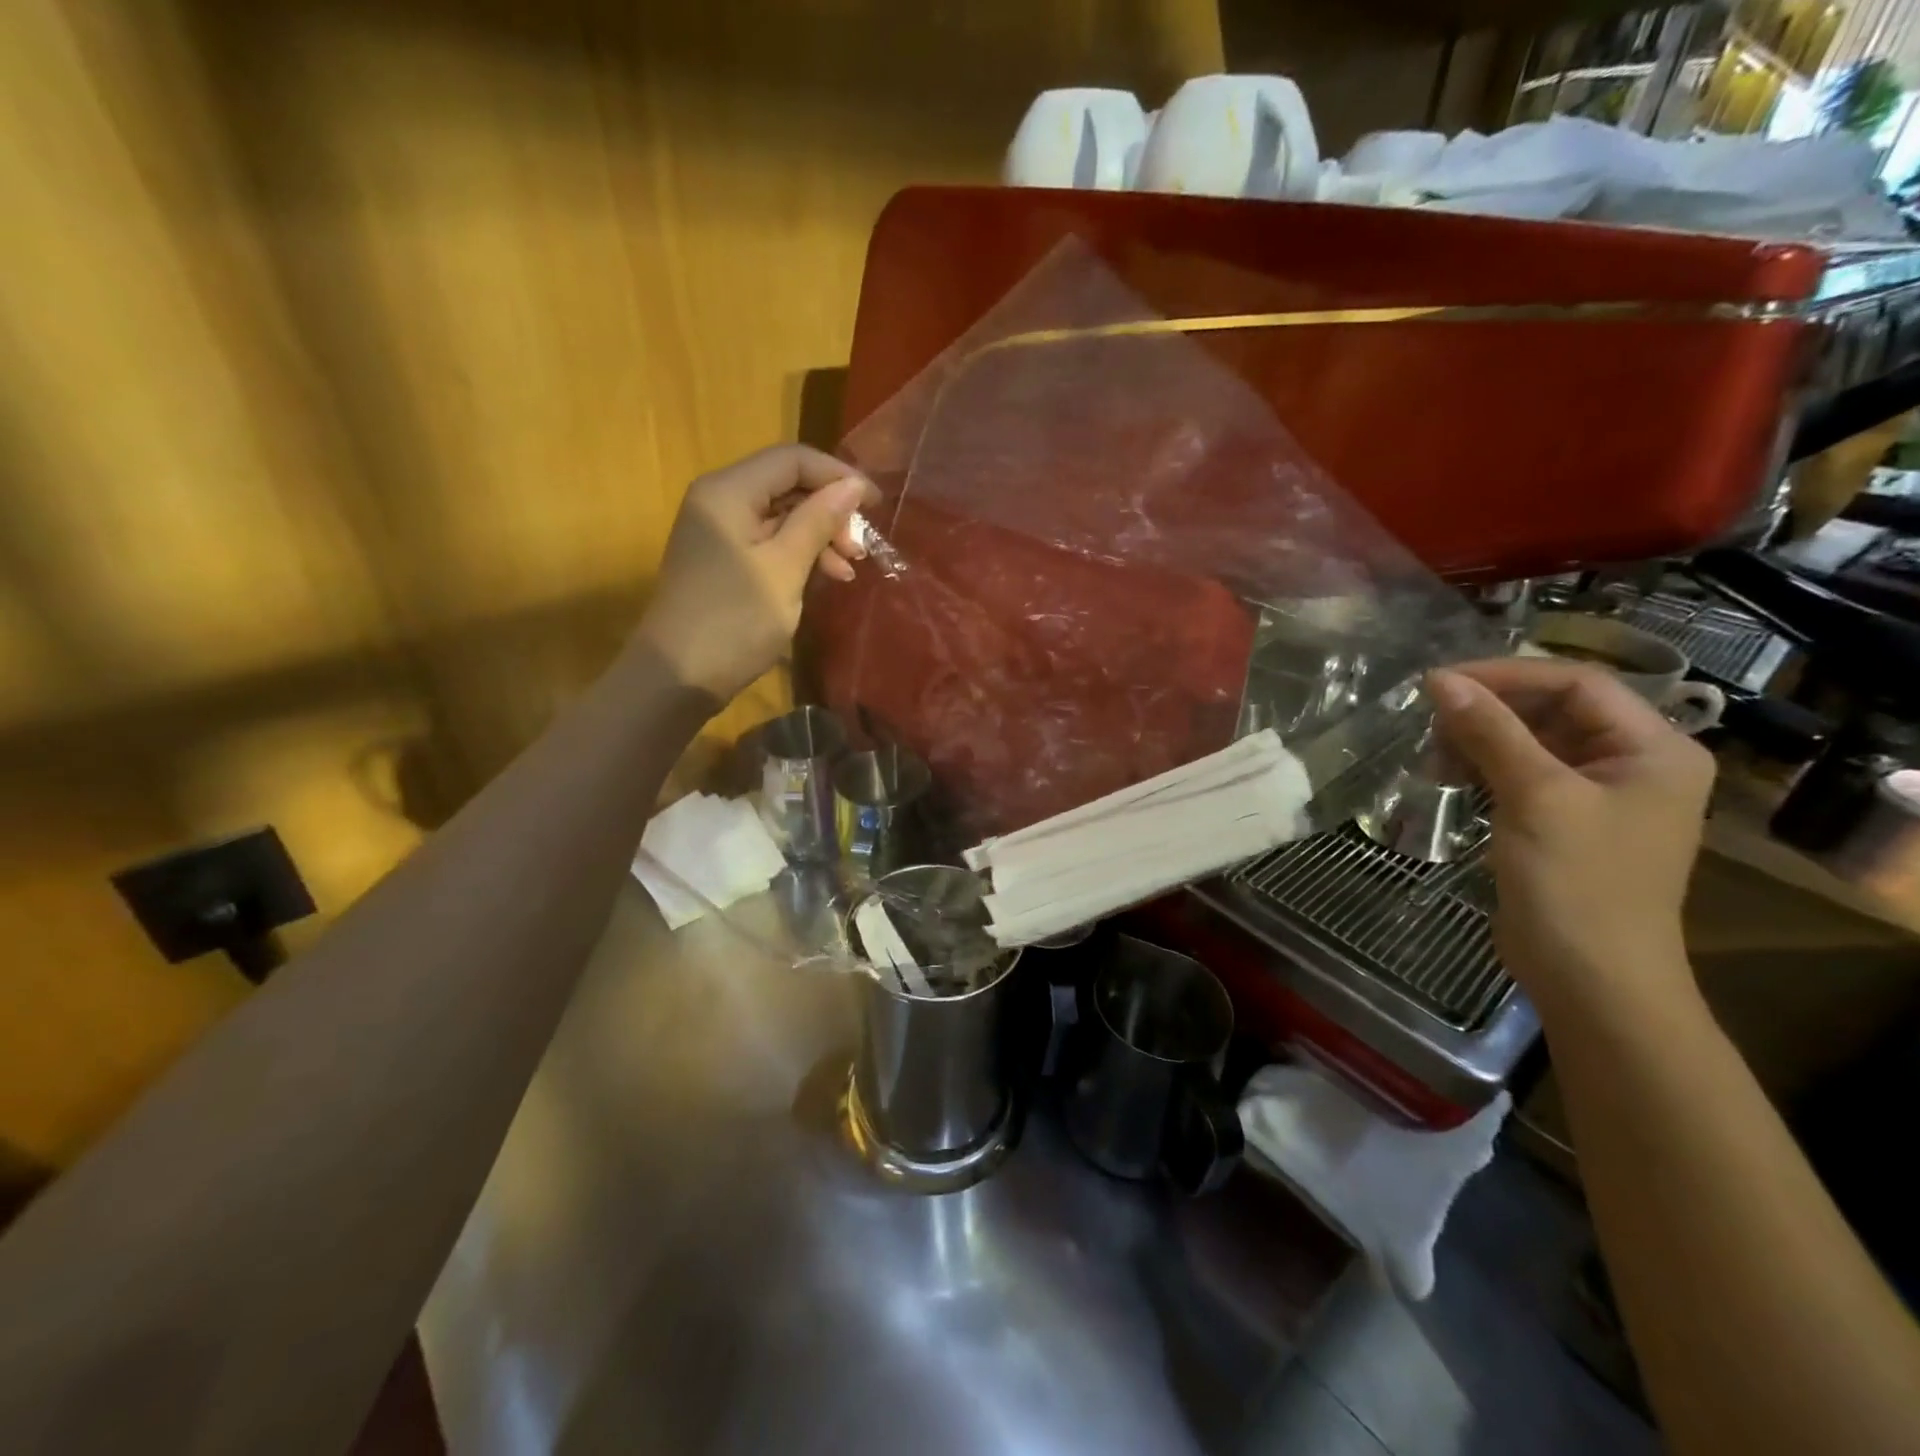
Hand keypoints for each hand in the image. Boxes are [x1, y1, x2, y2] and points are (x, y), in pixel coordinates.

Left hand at [635, 445, 877, 700]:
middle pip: (787, 485)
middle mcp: (720, 500)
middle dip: (830, 511)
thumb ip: (818, 521)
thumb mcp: (785, 569)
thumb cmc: (735, 620)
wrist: (678, 676)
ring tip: (849, 568)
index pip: (792, 459)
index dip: (838, 475)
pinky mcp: (723, 560)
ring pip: (781, 516)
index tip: (876, 505)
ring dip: (819, 536)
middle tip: (861, 547)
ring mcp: (719, 532)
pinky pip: (769, 542)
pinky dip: (799, 554)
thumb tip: (852, 486)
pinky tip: (825, 577)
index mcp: (729, 491)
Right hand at [1428, 658, 1715, 1019]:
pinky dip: (1481, 768)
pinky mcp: (1563, 821)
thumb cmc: (1578, 883)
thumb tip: (1440, 680)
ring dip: (1478, 740)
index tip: (1439, 683)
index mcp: (1654, 749)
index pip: (1577, 683)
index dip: (1507, 675)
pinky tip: (1445, 777)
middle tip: (1428, 720)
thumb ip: (1490, 732)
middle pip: (1553, 709)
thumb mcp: (1535, 797)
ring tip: (1431, 755)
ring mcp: (1597, 795)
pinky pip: (1520, 774)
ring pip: (1530, 741)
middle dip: (1488, 710)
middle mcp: (1633, 763)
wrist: (1592, 980)